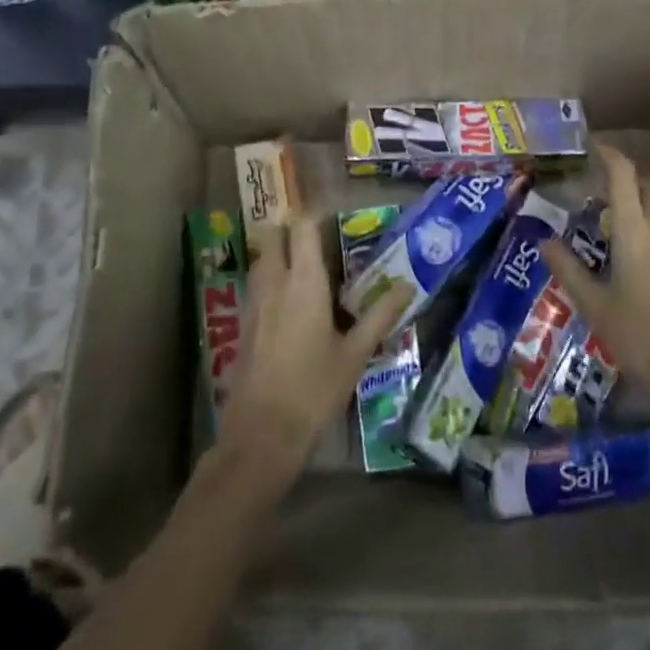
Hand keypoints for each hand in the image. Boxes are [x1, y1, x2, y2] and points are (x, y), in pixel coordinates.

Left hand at [219, 214, 412, 487]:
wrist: (261, 434)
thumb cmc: (314, 389)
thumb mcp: (356, 354)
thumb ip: (381, 315)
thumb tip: (407, 285)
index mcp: (304, 282)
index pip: (302, 228)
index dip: (314, 215)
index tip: (333, 217)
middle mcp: (274, 283)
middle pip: (273, 236)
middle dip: (291, 229)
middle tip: (318, 240)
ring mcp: (253, 303)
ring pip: (262, 260)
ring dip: (279, 253)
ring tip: (307, 268)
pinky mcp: (242, 324)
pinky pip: (255, 285)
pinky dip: (270, 279)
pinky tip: (289, 304)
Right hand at [539, 142, 649, 412]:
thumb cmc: (638, 337)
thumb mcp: (594, 305)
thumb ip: (568, 268)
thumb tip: (543, 239)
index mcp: (635, 231)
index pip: (624, 176)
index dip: (610, 154)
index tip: (595, 145)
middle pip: (649, 181)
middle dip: (627, 172)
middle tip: (606, 180)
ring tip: (638, 197)